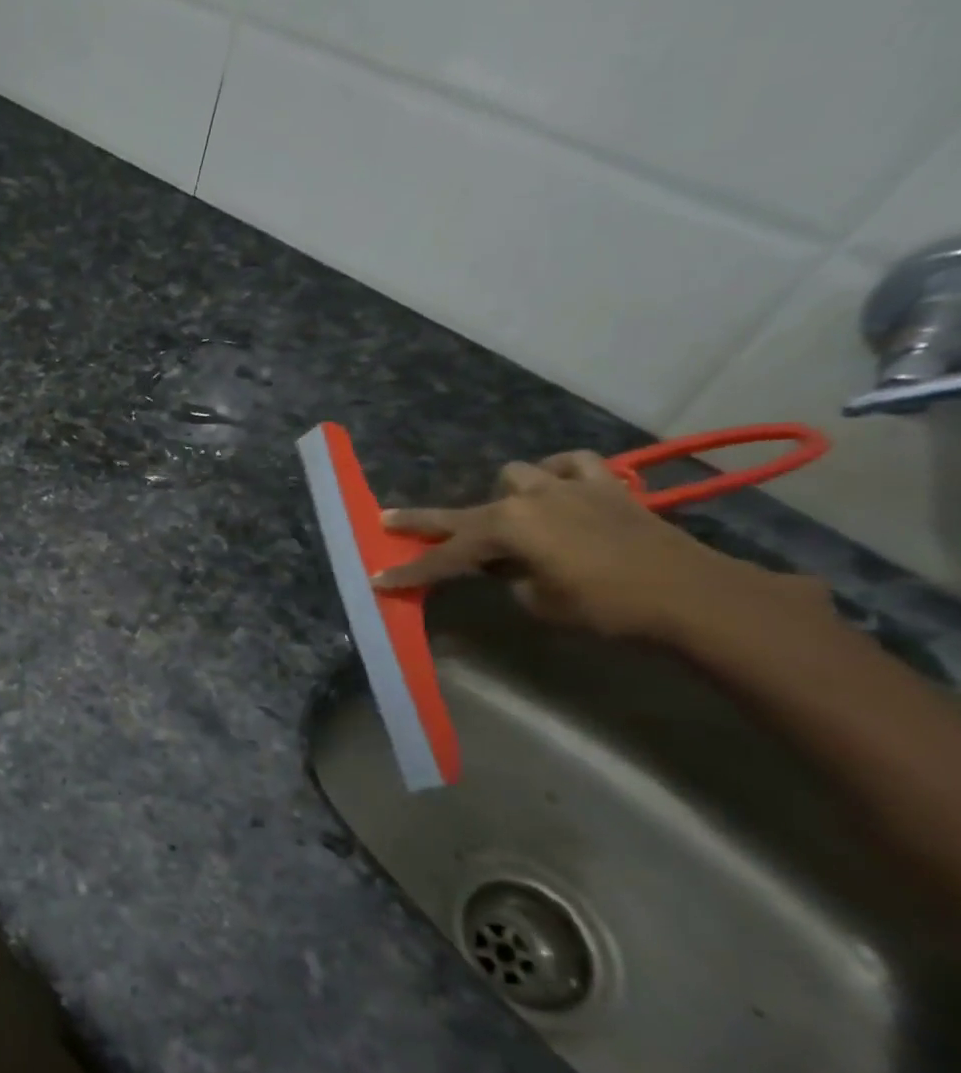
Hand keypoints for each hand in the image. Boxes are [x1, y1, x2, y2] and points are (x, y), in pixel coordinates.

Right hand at [371, 451, 827, 642]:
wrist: (693, 596)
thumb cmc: (607, 606)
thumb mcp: (540, 602)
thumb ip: (510, 578)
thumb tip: (507, 567)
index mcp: (506, 530)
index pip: (445, 556)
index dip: (412, 572)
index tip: (379, 579)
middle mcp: (528, 500)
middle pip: (463, 511)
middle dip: (424, 521)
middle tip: (387, 520)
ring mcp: (568, 487)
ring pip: (516, 475)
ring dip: (504, 495)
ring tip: (507, 516)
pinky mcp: (605, 487)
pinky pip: (572, 465)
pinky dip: (559, 473)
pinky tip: (557, 487)